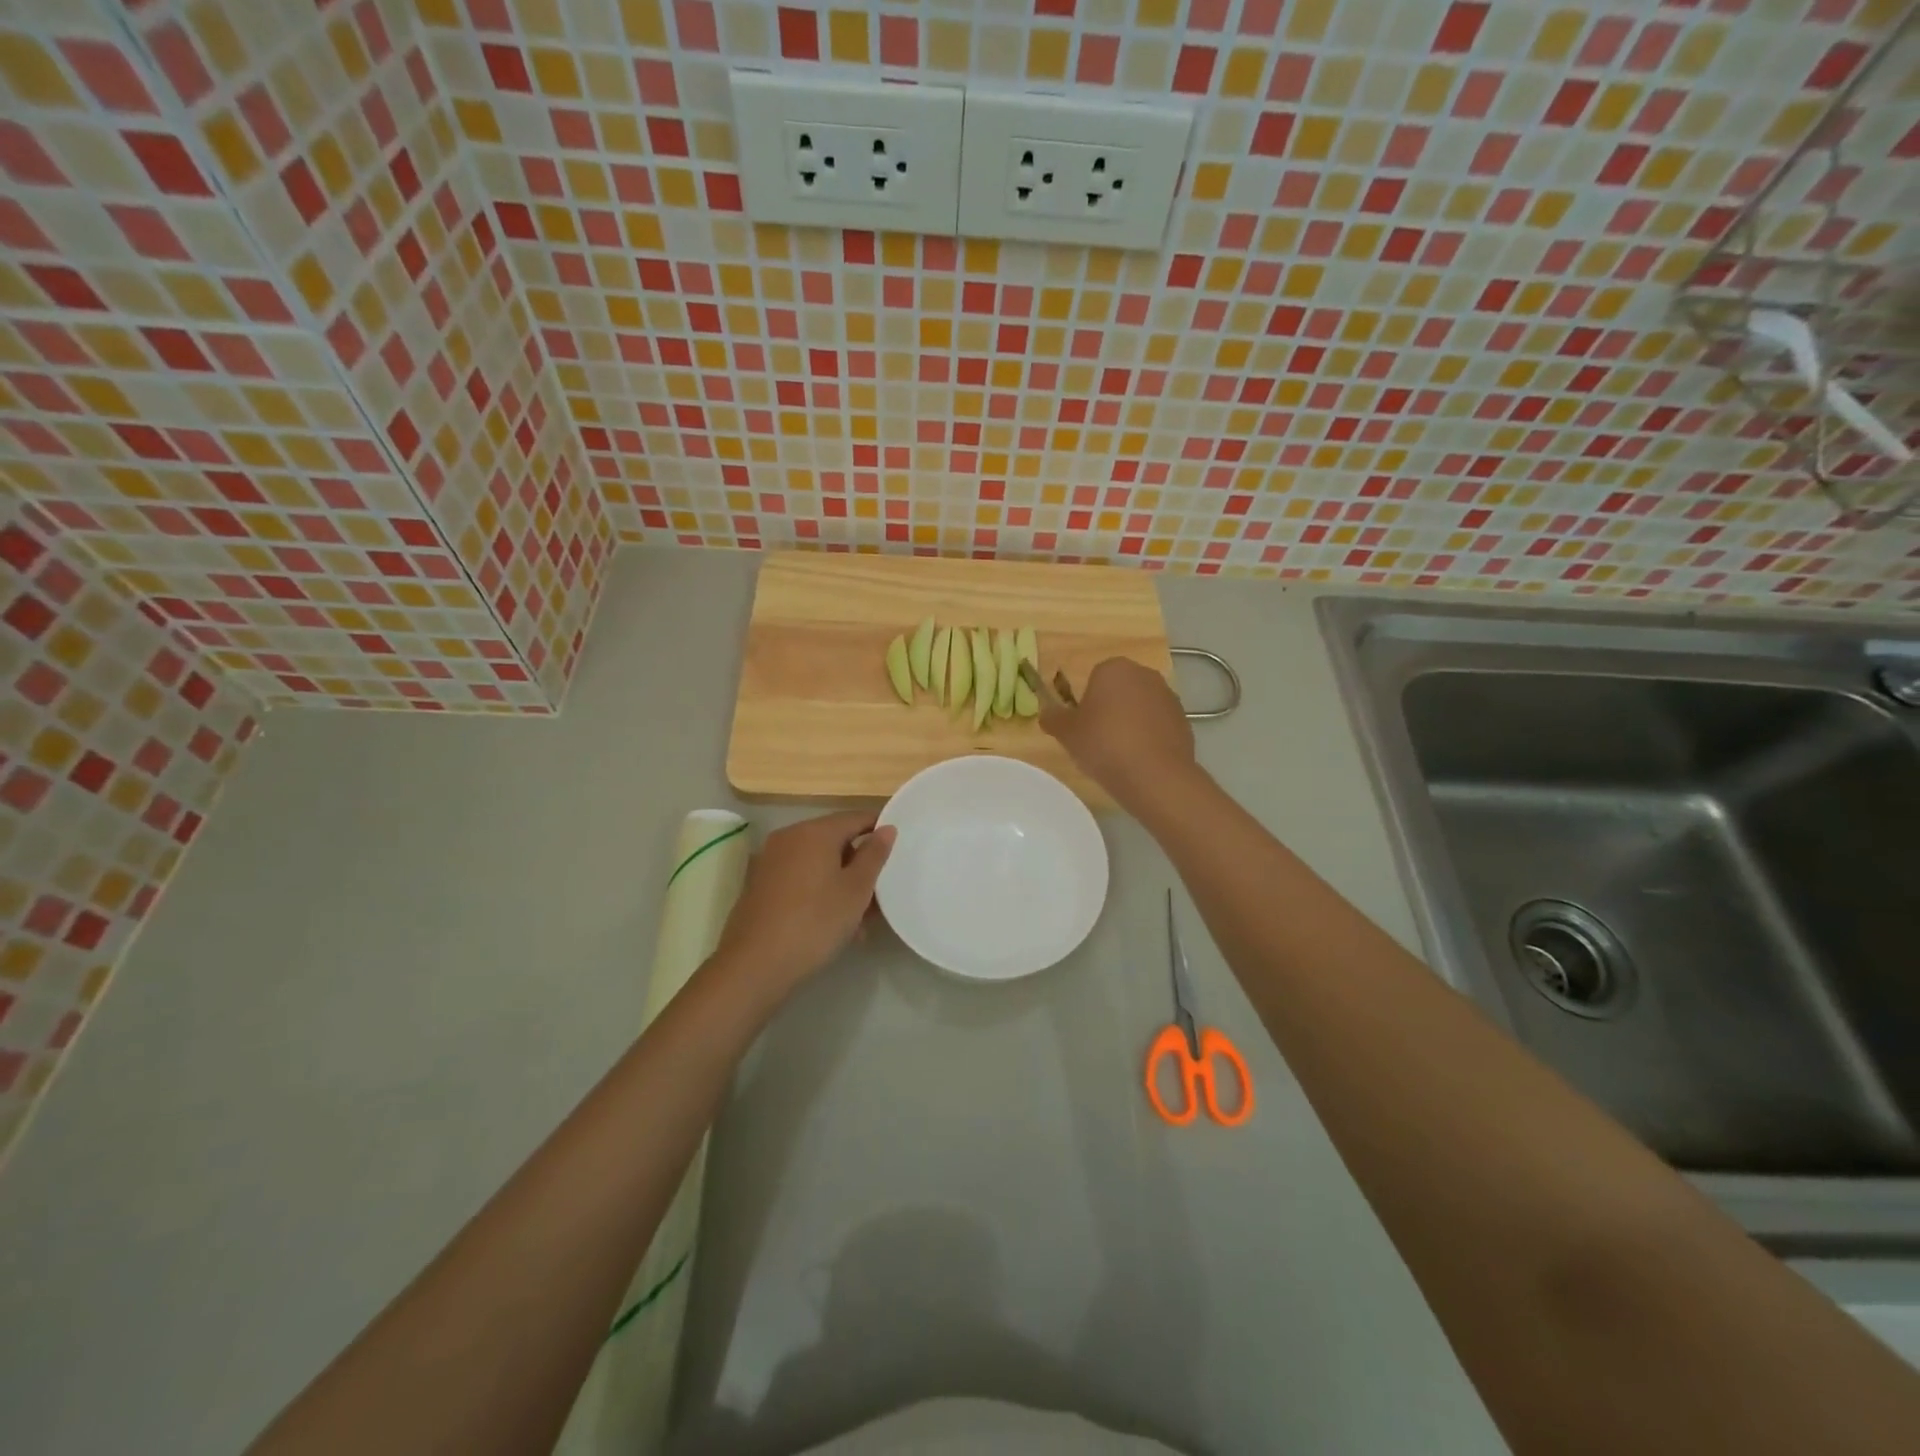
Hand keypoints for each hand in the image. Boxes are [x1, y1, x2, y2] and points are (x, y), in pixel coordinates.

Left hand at [712, 810, 895, 1003]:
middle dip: (860, 866)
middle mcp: (789, 837)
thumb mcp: (856, 890)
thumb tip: (886, 828)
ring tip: (860, 922)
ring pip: (818, 863)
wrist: (754, 965)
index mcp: (815, 831)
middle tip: (881, 895)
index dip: (880, 830)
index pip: (856, 818)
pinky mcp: (760, 885)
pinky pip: (800, 878)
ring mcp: (771, 860)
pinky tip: (832, 924)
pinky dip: (819, 892)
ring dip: (841, 884)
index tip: (899, 850)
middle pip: (835, 841)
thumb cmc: (815, 922)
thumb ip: (874, 855)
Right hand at [1040, 657, 1197, 807]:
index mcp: (1114, 668)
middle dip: (1110, 709)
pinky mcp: (1184, 720)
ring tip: (1120, 754)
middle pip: (1119, 690)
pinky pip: (1158, 724)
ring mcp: (1168, 696)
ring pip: (1140, 707)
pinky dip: (1149, 737)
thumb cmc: (1103, 744)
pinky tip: (1140, 759)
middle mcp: (1144, 674)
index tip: (1083, 727)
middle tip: (1098, 739)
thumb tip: (1047, 714)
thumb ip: (1053, 718)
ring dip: (1130, 722)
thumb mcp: (1066, 733)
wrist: (1154, 775)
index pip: (1094, 678)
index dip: (1086, 703)